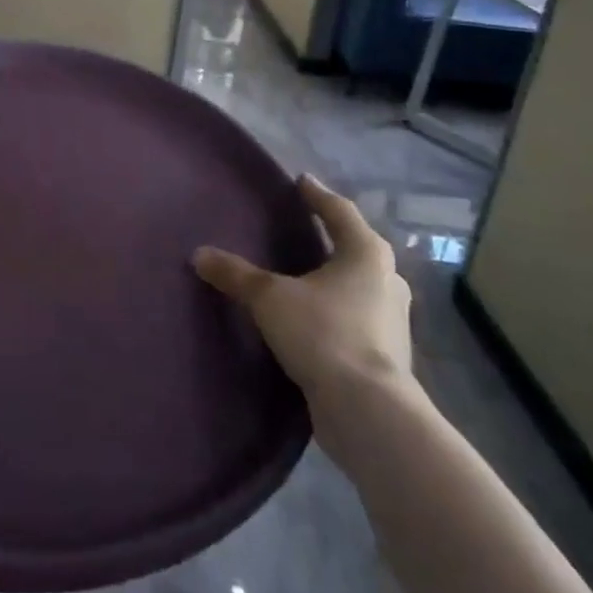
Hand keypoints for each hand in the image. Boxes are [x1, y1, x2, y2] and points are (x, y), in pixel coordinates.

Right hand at [194, 174, 415, 407]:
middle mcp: (387, 279)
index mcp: (366, 253)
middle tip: (305, 228)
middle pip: (356, 247)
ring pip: (361, 284)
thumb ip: (236, 274)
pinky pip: (358, 316)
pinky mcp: (387, 352)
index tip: (301, 182)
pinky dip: (337, 309)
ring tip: (307, 274)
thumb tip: (199, 254)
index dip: (316, 195)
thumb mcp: (270, 298)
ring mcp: (392, 318)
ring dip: (336, 276)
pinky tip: (316, 317)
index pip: (339, 211)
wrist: (368, 410)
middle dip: (332, 237)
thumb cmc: (324, 333)